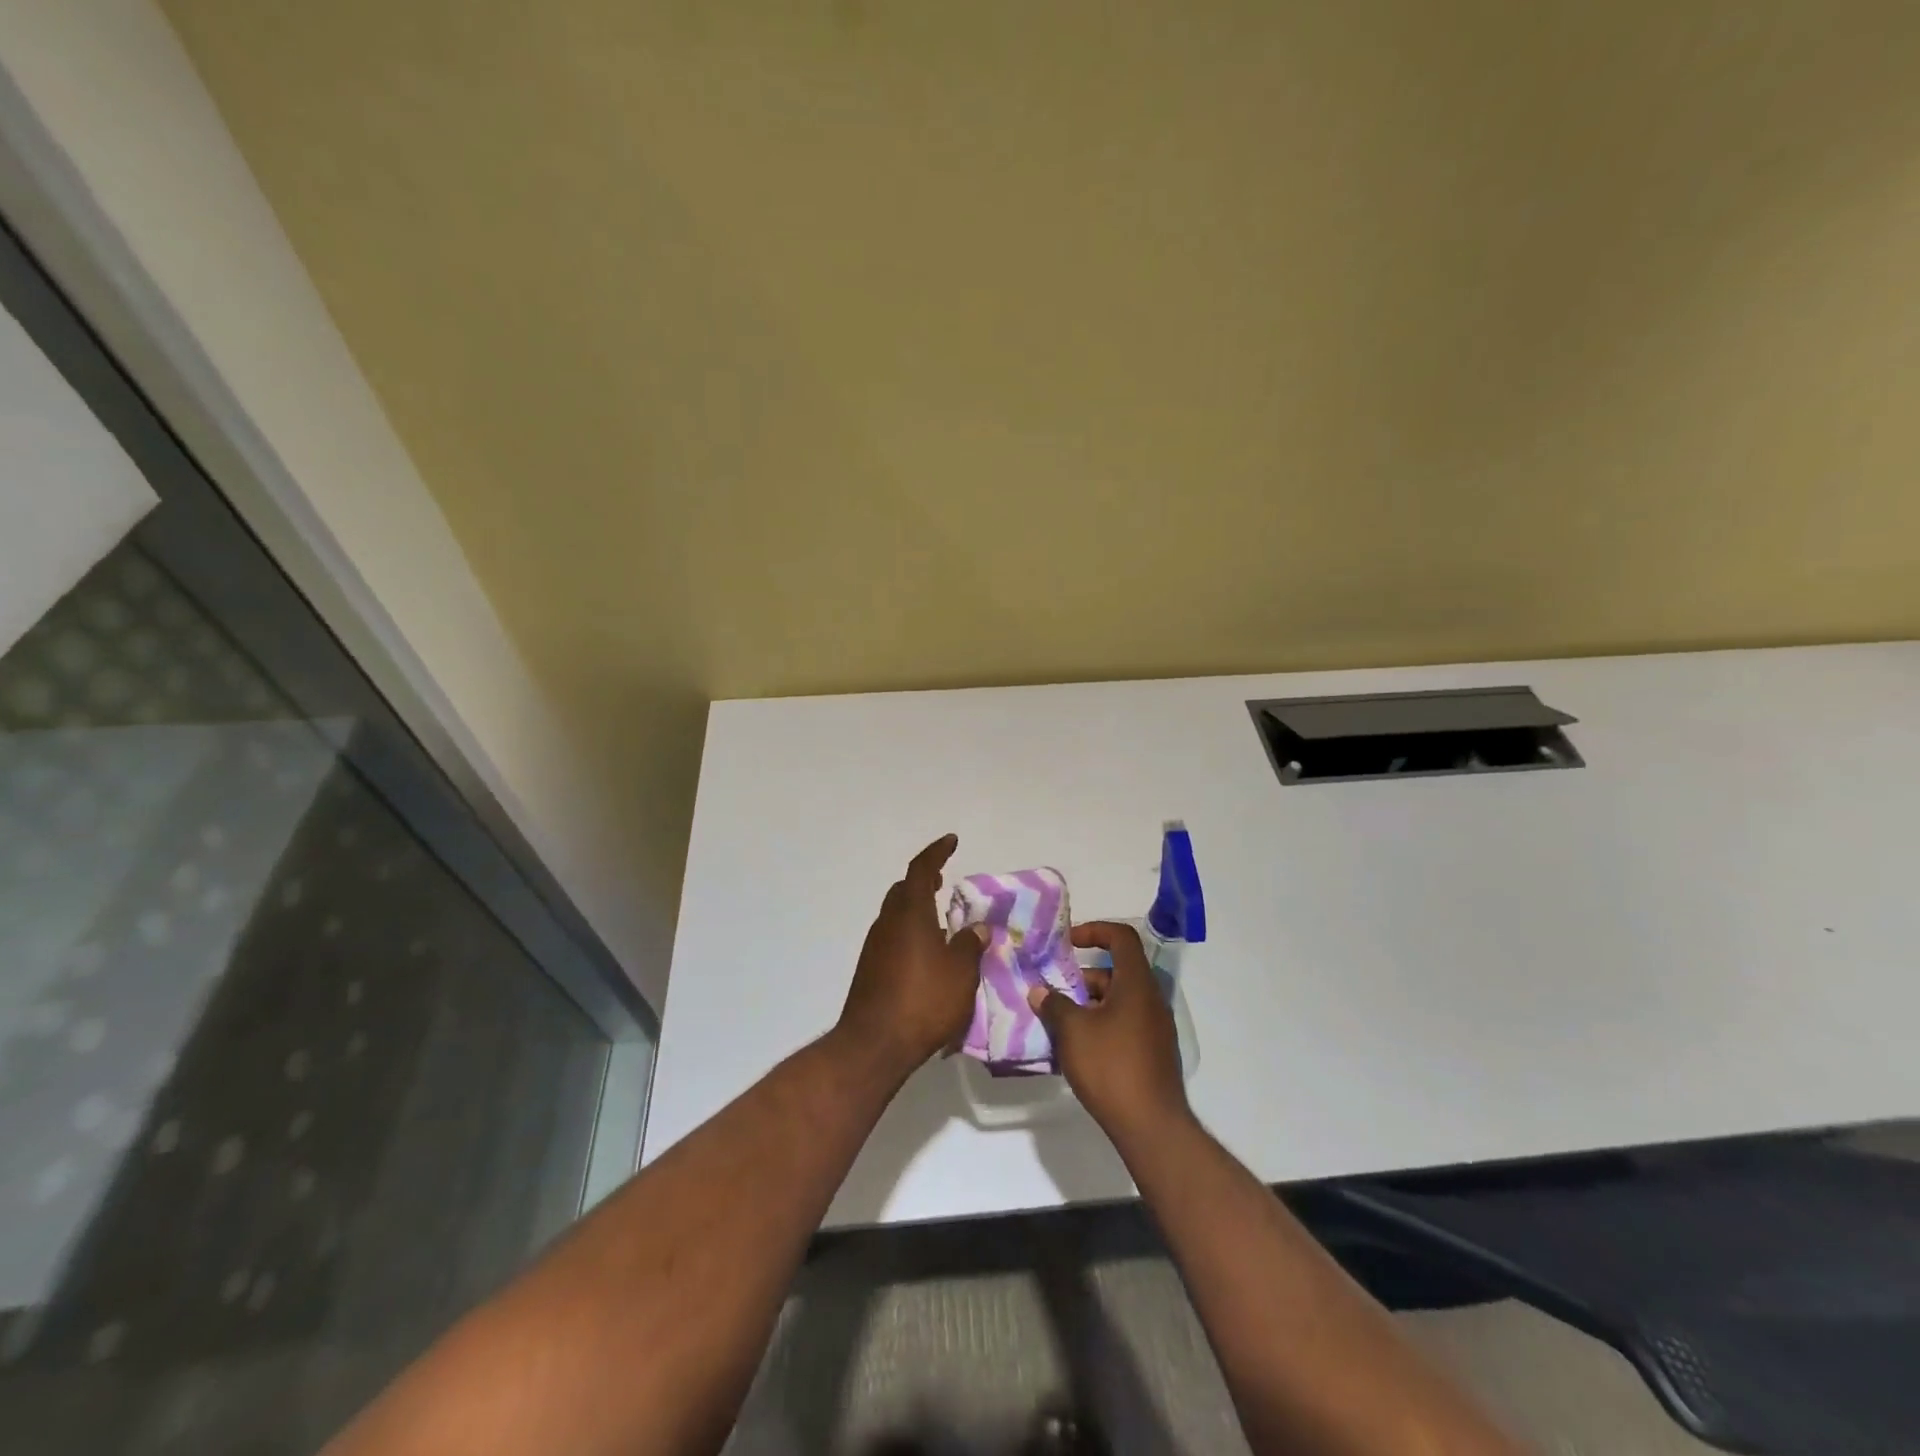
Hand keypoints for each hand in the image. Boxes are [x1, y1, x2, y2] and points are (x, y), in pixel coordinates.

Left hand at [836, 834, 985, 1078]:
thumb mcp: (960, 973)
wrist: (874, 1044)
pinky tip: (926, 953)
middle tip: (942, 880)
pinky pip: (892, 937)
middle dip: (923, 880)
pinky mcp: (870, 969)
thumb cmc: (923, 1001)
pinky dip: (909, 932)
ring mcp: (875, 947)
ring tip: (940, 919)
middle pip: (903, 890)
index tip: (951, 841)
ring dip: (916, 909)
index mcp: (910, 914)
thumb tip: (977, 928)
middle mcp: (888, 923)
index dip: (936, 852)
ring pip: (896, 914)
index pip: (920, 870)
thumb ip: (970, 945)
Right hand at [1028, 921, 1190, 1145]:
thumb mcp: (1073, 1032)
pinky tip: (1079, 1048)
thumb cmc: (1111, 1067)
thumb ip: (1054, 1005)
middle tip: (1054, 993)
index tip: (1068, 942)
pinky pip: (1125, 1023)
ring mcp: (1156, 1028)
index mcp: (1136, 984)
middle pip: (1117, 972)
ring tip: (1060, 1022)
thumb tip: (1039, 992)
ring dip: (1089, 1003)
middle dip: (1083, 977)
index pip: (1122, 938)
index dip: (1095, 931)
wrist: (1151, 1126)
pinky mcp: (1154, 1052)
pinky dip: (1101, 1024)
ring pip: (1119, 1000)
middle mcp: (1151, 999)